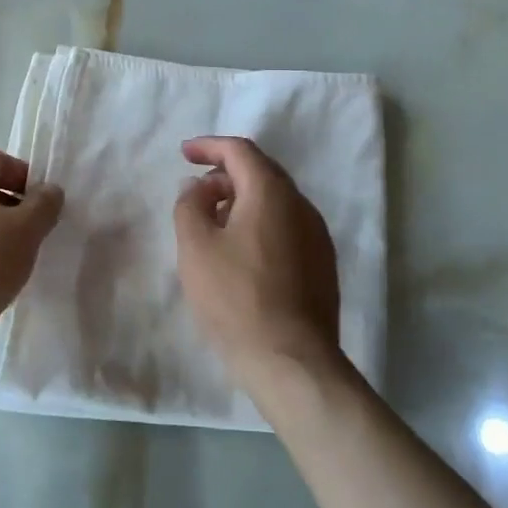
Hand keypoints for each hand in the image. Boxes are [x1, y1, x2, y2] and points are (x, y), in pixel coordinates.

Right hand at [173, 137, 343, 387]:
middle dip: (225, 174)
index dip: (209, 146)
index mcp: (271, 192)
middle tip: (195, 193)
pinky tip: (240, 253)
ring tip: (214, 224)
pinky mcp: (322, 264)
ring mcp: (317, 236)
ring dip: (242, 201)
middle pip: (261, 172)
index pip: (240, 151)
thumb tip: (197, 187)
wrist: (291, 361)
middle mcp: (301, 205)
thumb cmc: (236, 298)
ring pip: (275, 201)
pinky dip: (259, 223)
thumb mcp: (195, 247)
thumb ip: (189, 205)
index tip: (184, 154)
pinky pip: (286, 226)